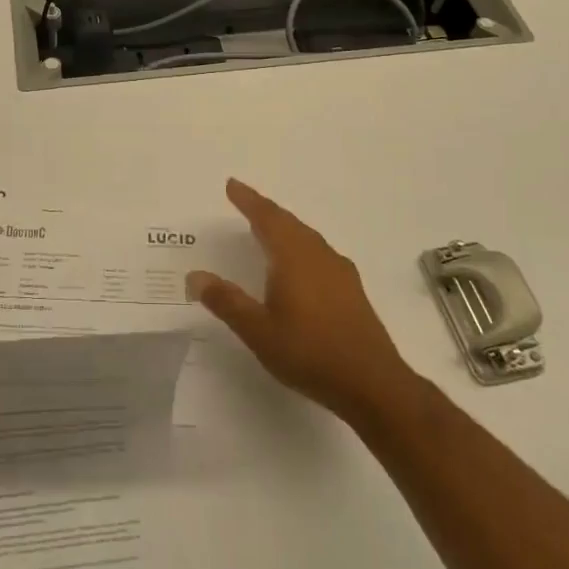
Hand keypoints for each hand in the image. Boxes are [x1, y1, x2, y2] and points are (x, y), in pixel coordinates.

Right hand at [186, 178, 412, 424]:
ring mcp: (340, 272)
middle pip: (289, 222)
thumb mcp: (258, 330)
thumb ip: (226, 301)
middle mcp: (318, 255)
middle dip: (265, 211)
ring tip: (268, 229)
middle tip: (246, 202)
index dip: (248, 200)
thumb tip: (195, 276)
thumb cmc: (309, 352)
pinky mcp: (352, 290)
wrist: (373, 384)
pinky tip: (299, 265)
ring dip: (285, 228)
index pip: (266, 218)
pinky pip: (319, 253)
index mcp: (293, 257)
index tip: (232, 184)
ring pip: (307, 237)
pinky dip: (301, 247)